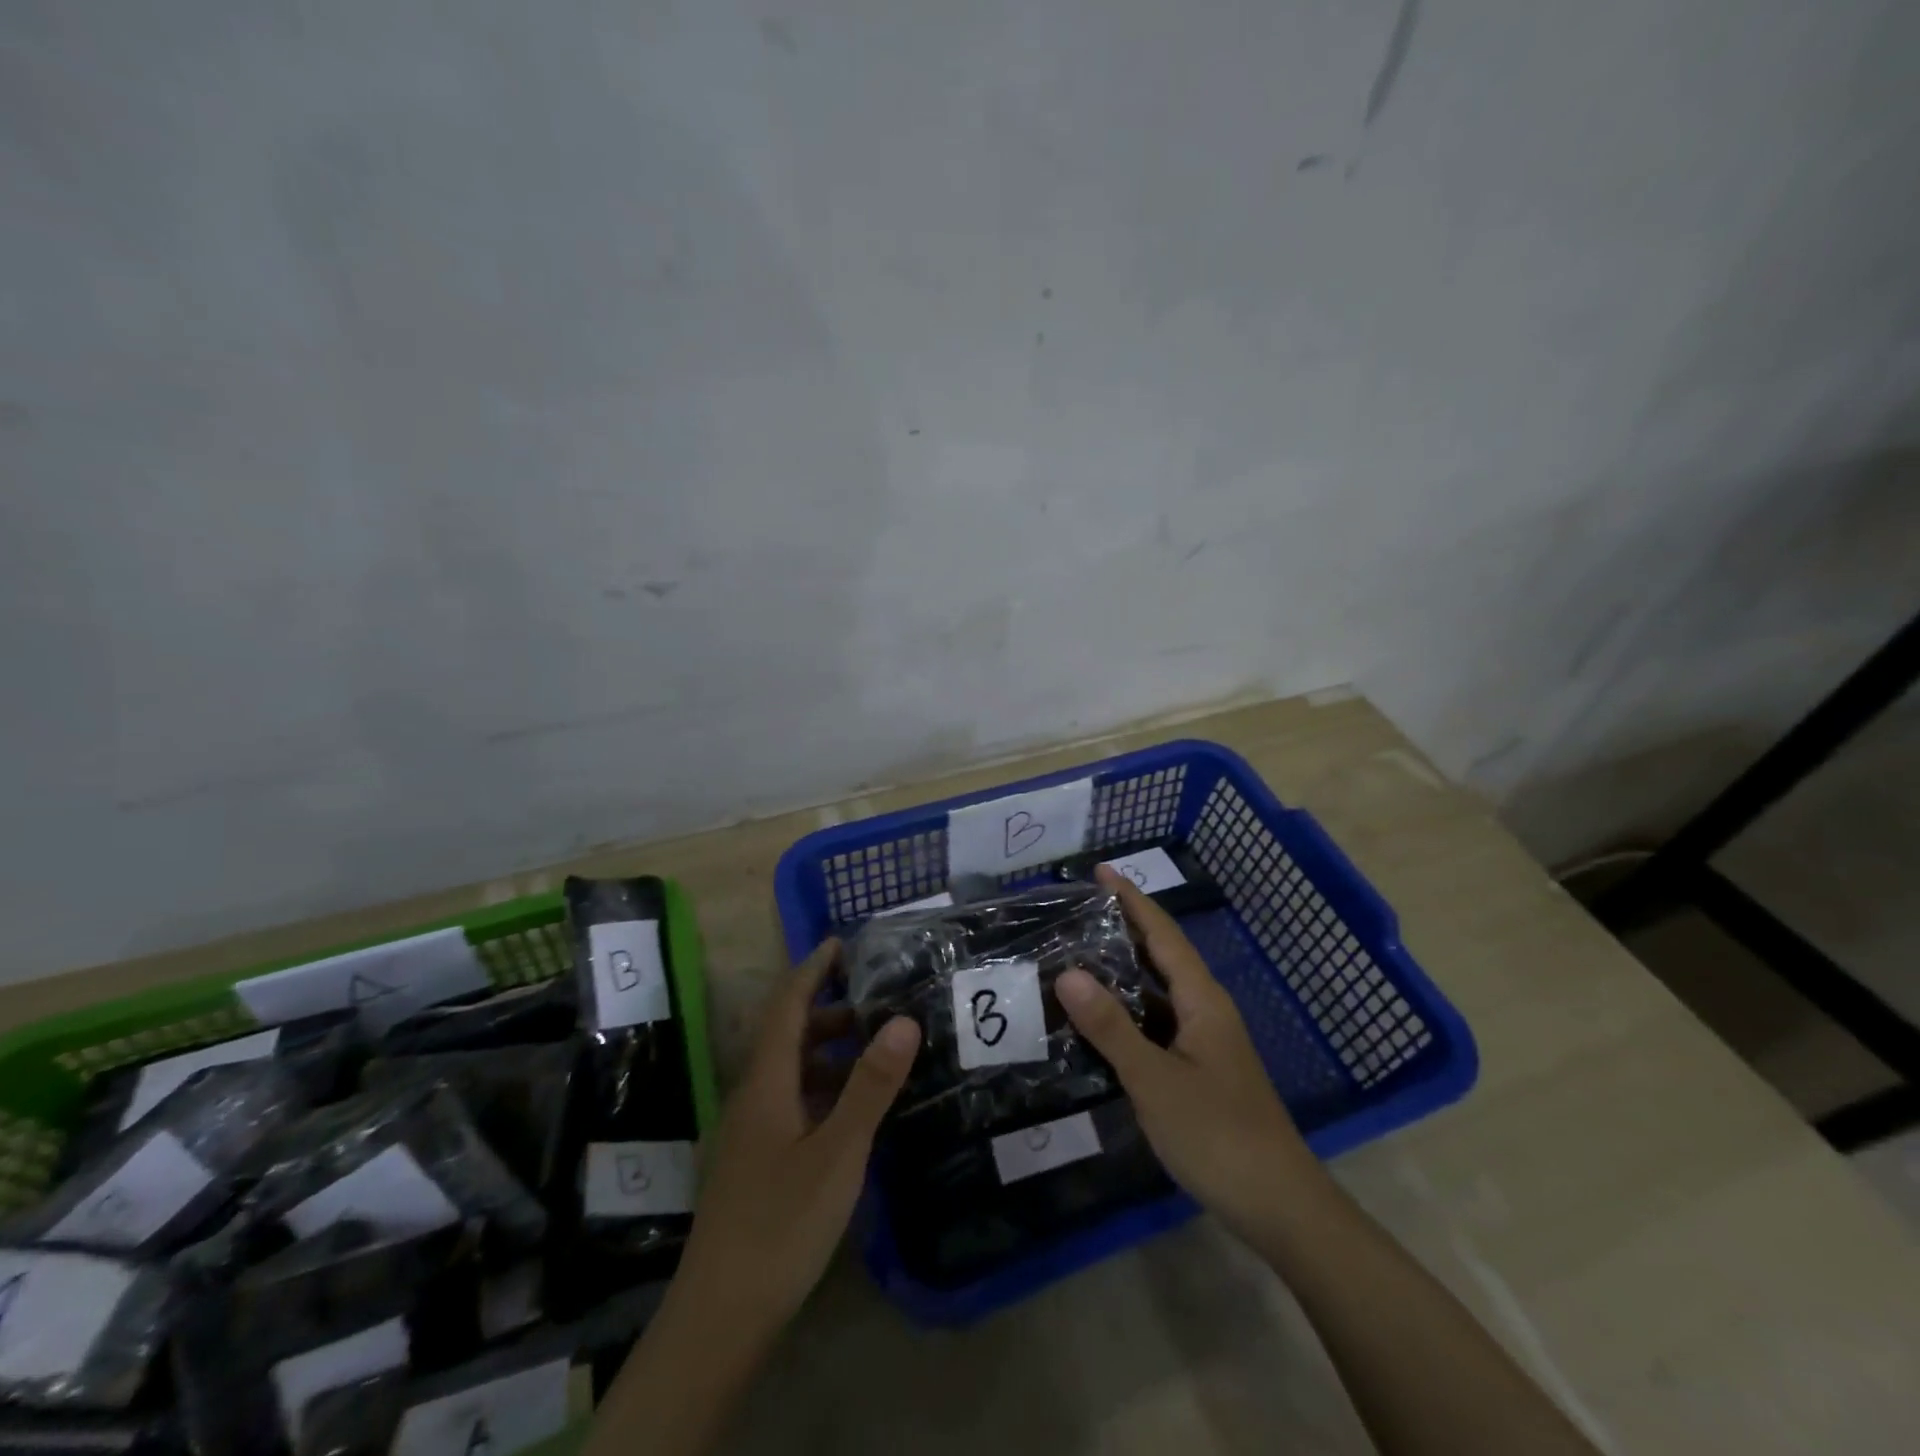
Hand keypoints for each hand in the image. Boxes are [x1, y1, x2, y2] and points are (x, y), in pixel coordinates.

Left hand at [675, 937, 920, 1331]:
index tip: (841, 942)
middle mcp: (753, 1095)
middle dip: (829, 1009)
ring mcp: (751, 1130)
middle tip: (877, 999)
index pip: (787, 1005)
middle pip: (788, 1034)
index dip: (812, 969)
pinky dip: (824, 1087)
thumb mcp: (838, 1153)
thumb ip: (870, 1086)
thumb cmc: (780, 1225)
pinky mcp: (756, 1160)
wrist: (720, 1316)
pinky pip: (792, 1100)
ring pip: (791, 1070)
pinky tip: (853, 1108)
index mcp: (766, 1082)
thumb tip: (903, 1019)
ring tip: (876, 1049)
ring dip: (828, 1050)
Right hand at [1056, 866, 1320, 1238]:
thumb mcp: (1155, 1080)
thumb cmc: (1218, 1135)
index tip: (1100, 871)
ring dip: (1122, 970)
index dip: (1131, 900)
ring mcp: (1204, 1042)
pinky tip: (1098, 1021)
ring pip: (1157, 992)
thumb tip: (1068, 973)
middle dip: (1124, 928)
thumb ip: (1111, 1027)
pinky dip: (1127, 1011)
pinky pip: (1156, 1023)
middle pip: (1161, 955)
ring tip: (1076, 955)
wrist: (1279, 1206)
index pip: (1162, 935)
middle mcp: (1205, 1010)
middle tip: (1077, 910)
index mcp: (1202, 1000)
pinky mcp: (1199, 1069)